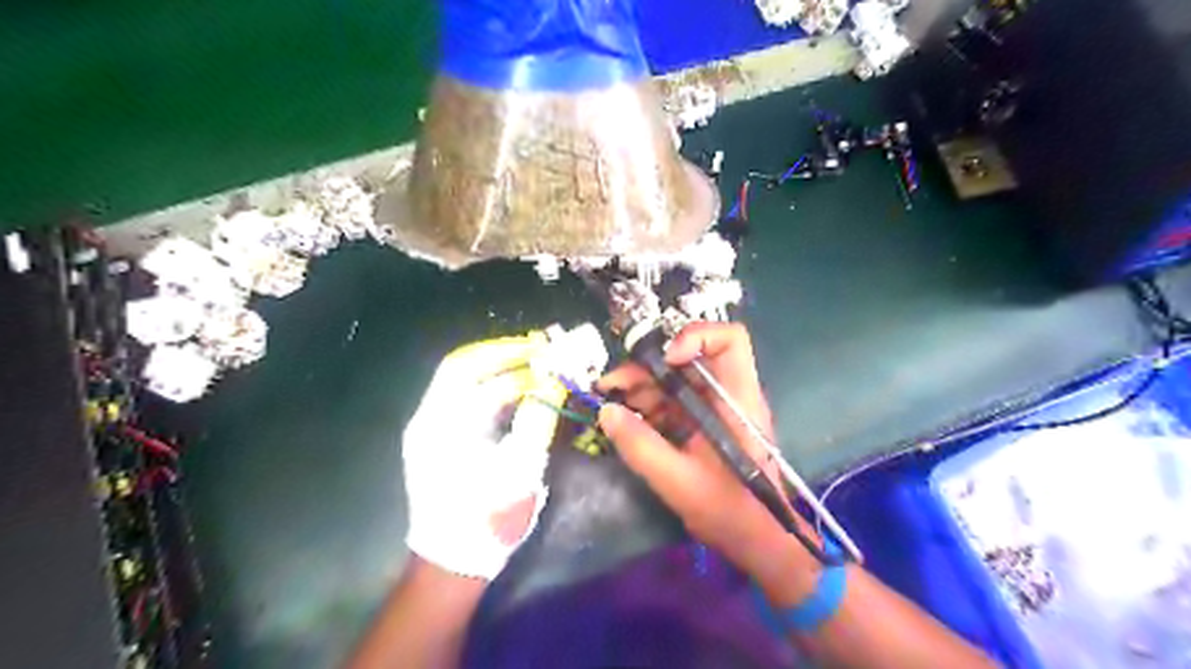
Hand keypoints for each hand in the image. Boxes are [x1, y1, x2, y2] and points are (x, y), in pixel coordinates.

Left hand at [401, 332, 562, 578]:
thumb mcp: (521, 468)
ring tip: (530, 362)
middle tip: (539, 349)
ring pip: (460, 380)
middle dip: (503, 353)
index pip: (476, 373)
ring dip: (495, 367)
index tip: (545, 353)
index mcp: (443, 426)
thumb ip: (537, 419)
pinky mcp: (435, 439)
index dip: (513, 359)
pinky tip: (513, 388)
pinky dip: (489, 387)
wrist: (453, 562)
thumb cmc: (488, 517)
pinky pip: (461, 398)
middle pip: (462, 367)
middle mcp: (429, 419)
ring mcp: (428, 428)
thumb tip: (555, 382)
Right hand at [600, 322, 803, 577]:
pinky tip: (623, 419)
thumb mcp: (678, 481)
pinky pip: (672, 404)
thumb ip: (641, 446)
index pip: (729, 340)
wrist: (757, 542)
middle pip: (688, 359)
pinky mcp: (703, 426)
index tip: (664, 361)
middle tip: (611, 386)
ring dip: (640, 387)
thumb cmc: (729, 511)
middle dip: (647, 368)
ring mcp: (714, 411)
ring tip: (609, 402)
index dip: (694, 337)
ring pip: (675, 381)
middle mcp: (727, 396)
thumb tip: (607, 412)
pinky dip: (646, 407)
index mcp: (737, 400)